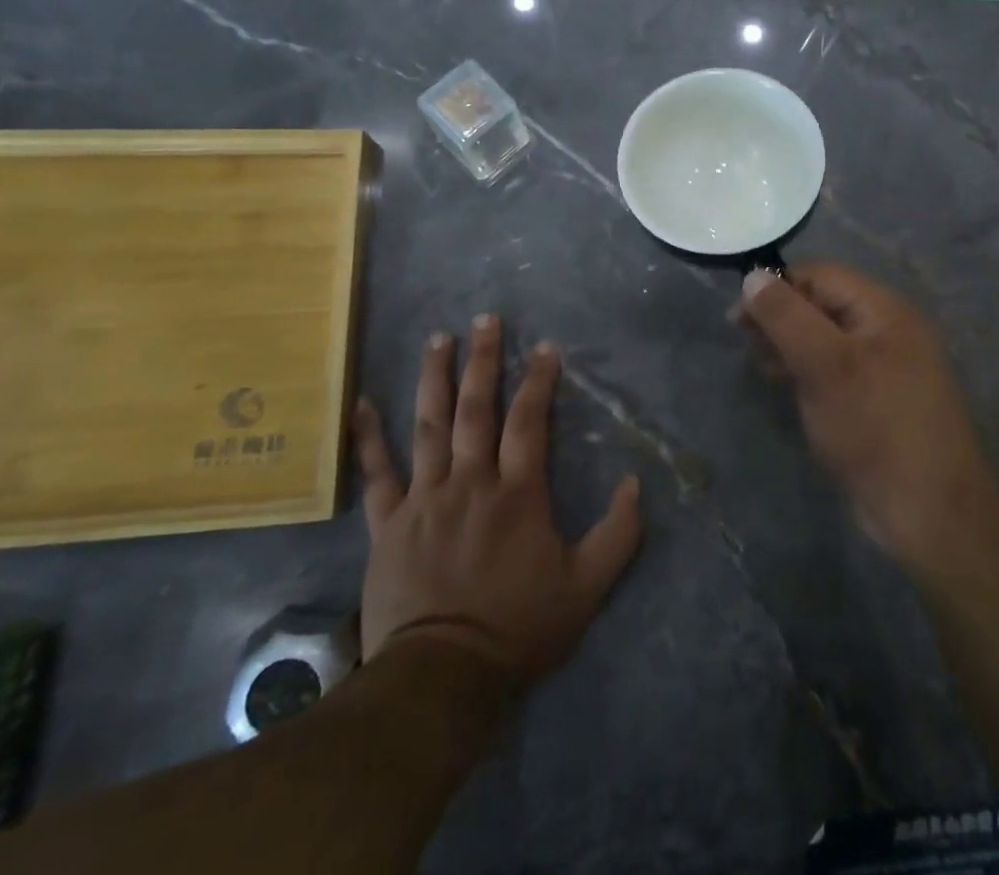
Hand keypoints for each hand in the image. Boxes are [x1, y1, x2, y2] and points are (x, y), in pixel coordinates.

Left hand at [352, 315, 642, 678]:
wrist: (442, 678)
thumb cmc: (518, 628)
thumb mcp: (587, 586)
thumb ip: (618, 533)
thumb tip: (637, 483)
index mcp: (517, 492)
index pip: (529, 420)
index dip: (539, 380)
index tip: (545, 348)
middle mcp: (470, 482)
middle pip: (477, 408)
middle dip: (484, 360)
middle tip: (485, 319)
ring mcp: (424, 499)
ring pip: (429, 426)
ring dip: (434, 379)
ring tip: (438, 339)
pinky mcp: (388, 525)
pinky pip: (377, 474)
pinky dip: (369, 438)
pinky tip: (361, 403)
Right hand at [738, 264, 998, 567]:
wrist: (930, 511)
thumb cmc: (875, 427)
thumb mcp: (825, 365)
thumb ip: (787, 317)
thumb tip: (753, 277)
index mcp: (884, 308)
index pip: (821, 275)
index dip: (778, 287)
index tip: (738, 318)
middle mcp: (887, 328)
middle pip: (823, 303)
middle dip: (781, 317)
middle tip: (747, 345)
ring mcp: (885, 365)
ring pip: (826, 338)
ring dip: (790, 345)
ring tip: (761, 366)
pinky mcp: (878, 399)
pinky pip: (836, 369)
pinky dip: (807, 370)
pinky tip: (786, 387)